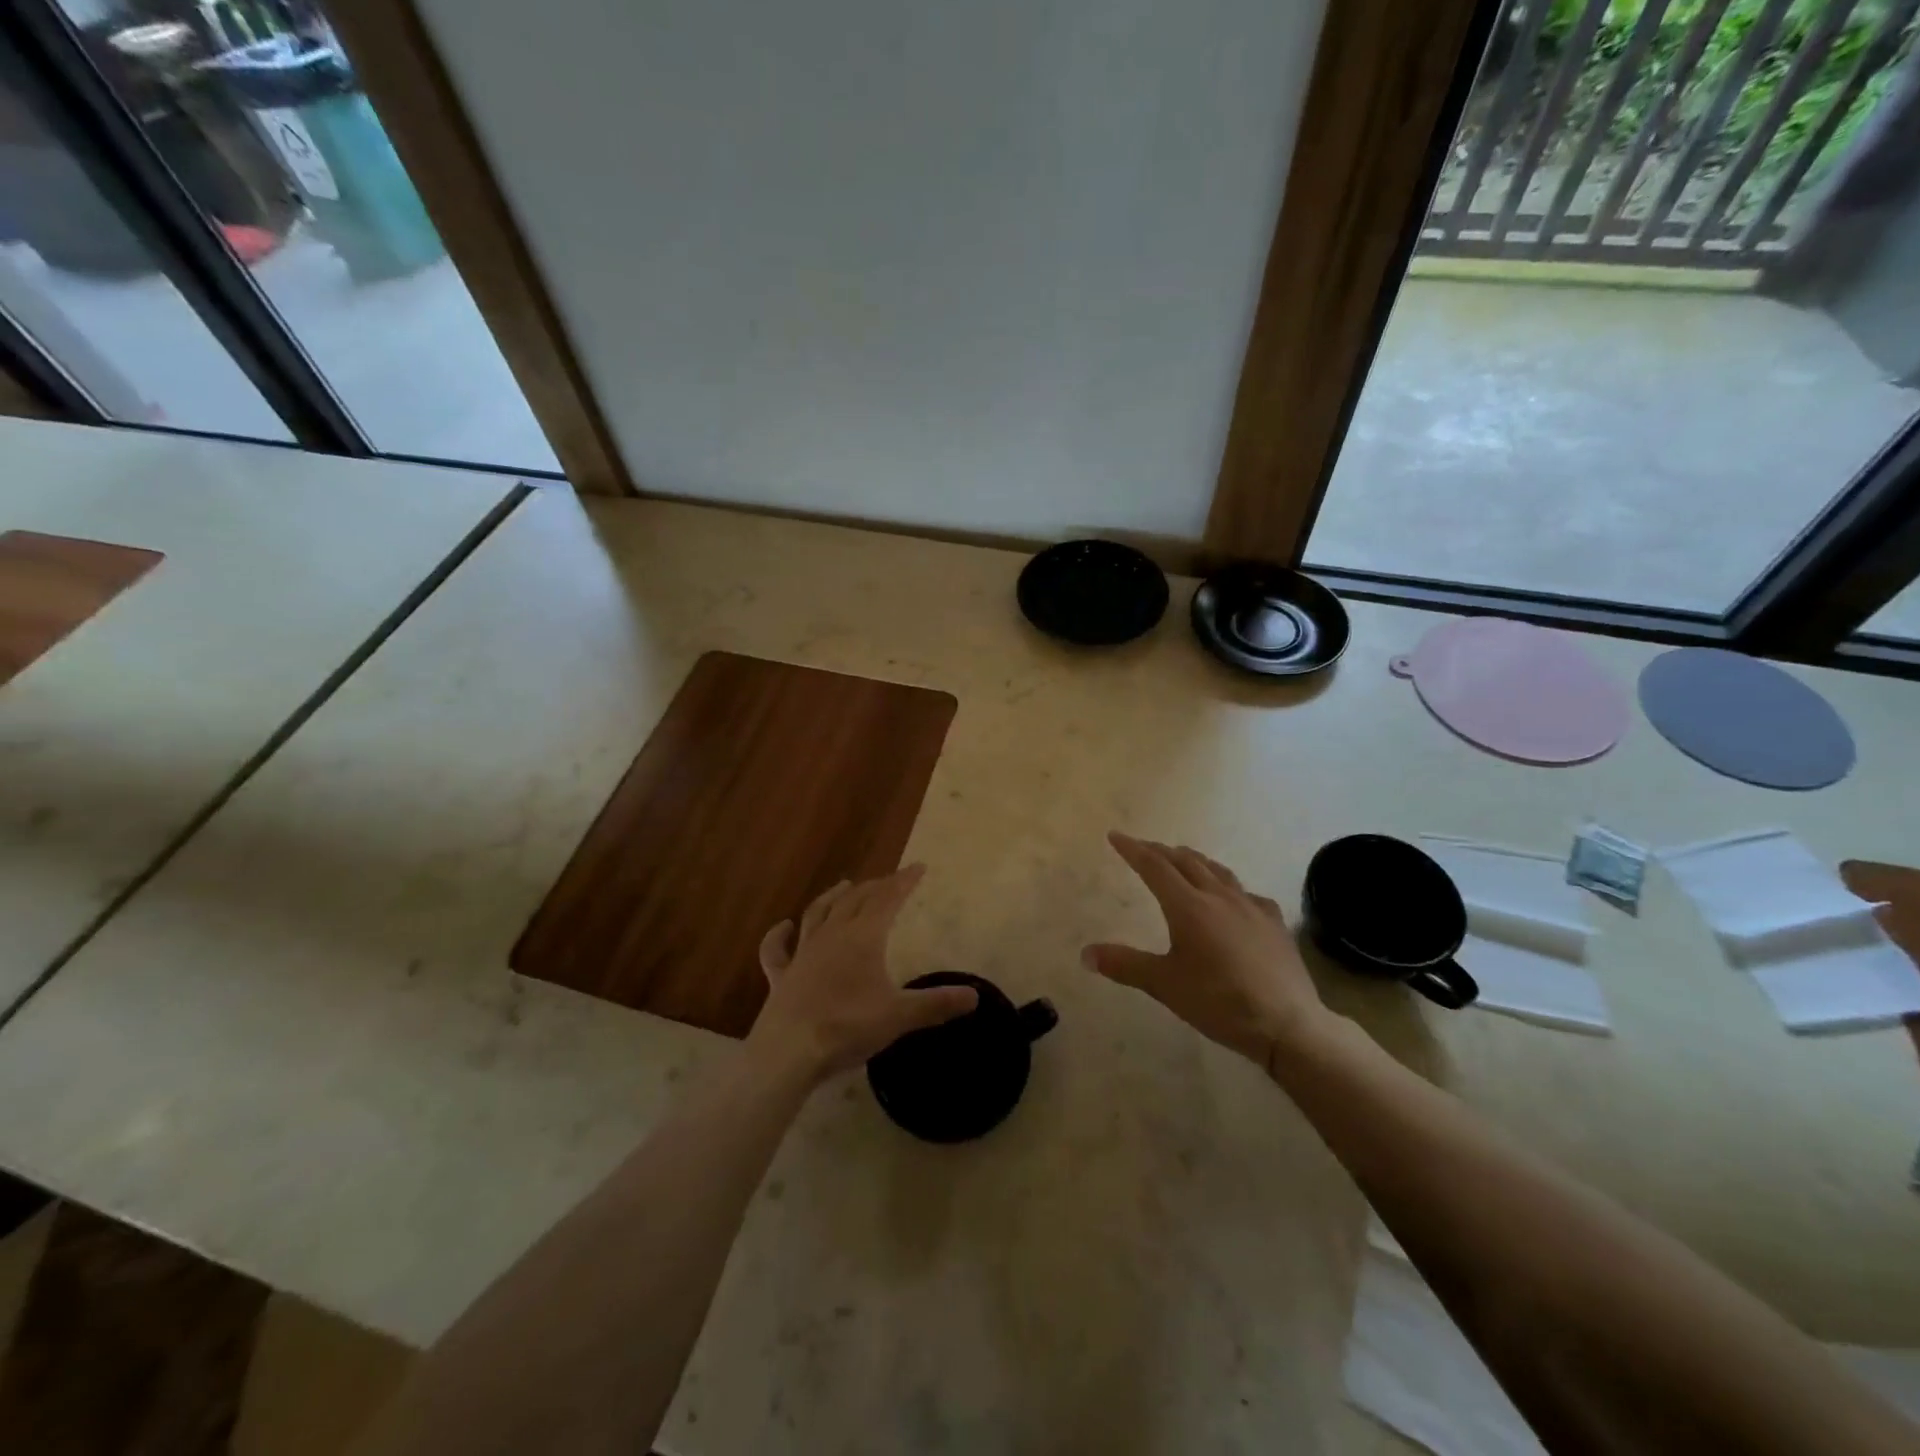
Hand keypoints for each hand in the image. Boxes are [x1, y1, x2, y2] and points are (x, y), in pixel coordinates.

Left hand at [749, 865, 978, 1084]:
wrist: (788, 1051)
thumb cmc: (847, 1027)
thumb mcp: (899, 1017)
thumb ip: (936, 1004)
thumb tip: (974, 996)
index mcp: (862, 938)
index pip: (887, 900)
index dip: (903, 882)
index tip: (918, 867)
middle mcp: (831, 936)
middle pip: (854, 901)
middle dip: (874, 887)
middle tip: (888, 881)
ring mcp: (802, 954)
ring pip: (817, 914)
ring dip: (833, 897)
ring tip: (844, 885)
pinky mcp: (781, 976)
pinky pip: (777, 950)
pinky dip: (779, 936)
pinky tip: (783, 927)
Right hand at [1082, 833, 1332, 1067]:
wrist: (1287, 1023)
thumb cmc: (1219, 1002)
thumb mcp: (1164, 985)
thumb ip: (1124, 965)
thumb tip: (1085, 953)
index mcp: (1188, 907)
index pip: (1154, 867)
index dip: (1133, 849)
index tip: (1116, 836)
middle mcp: (1219, 896)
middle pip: (1186, 861)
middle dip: (1161, 851)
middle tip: (1144, 847)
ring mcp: (1251, 906)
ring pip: (1217, 871)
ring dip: (1194, 860)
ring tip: (1183, 858)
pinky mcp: (1274, 922)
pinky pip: (1245, 892)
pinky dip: (1228, 886)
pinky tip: (1232, 898)